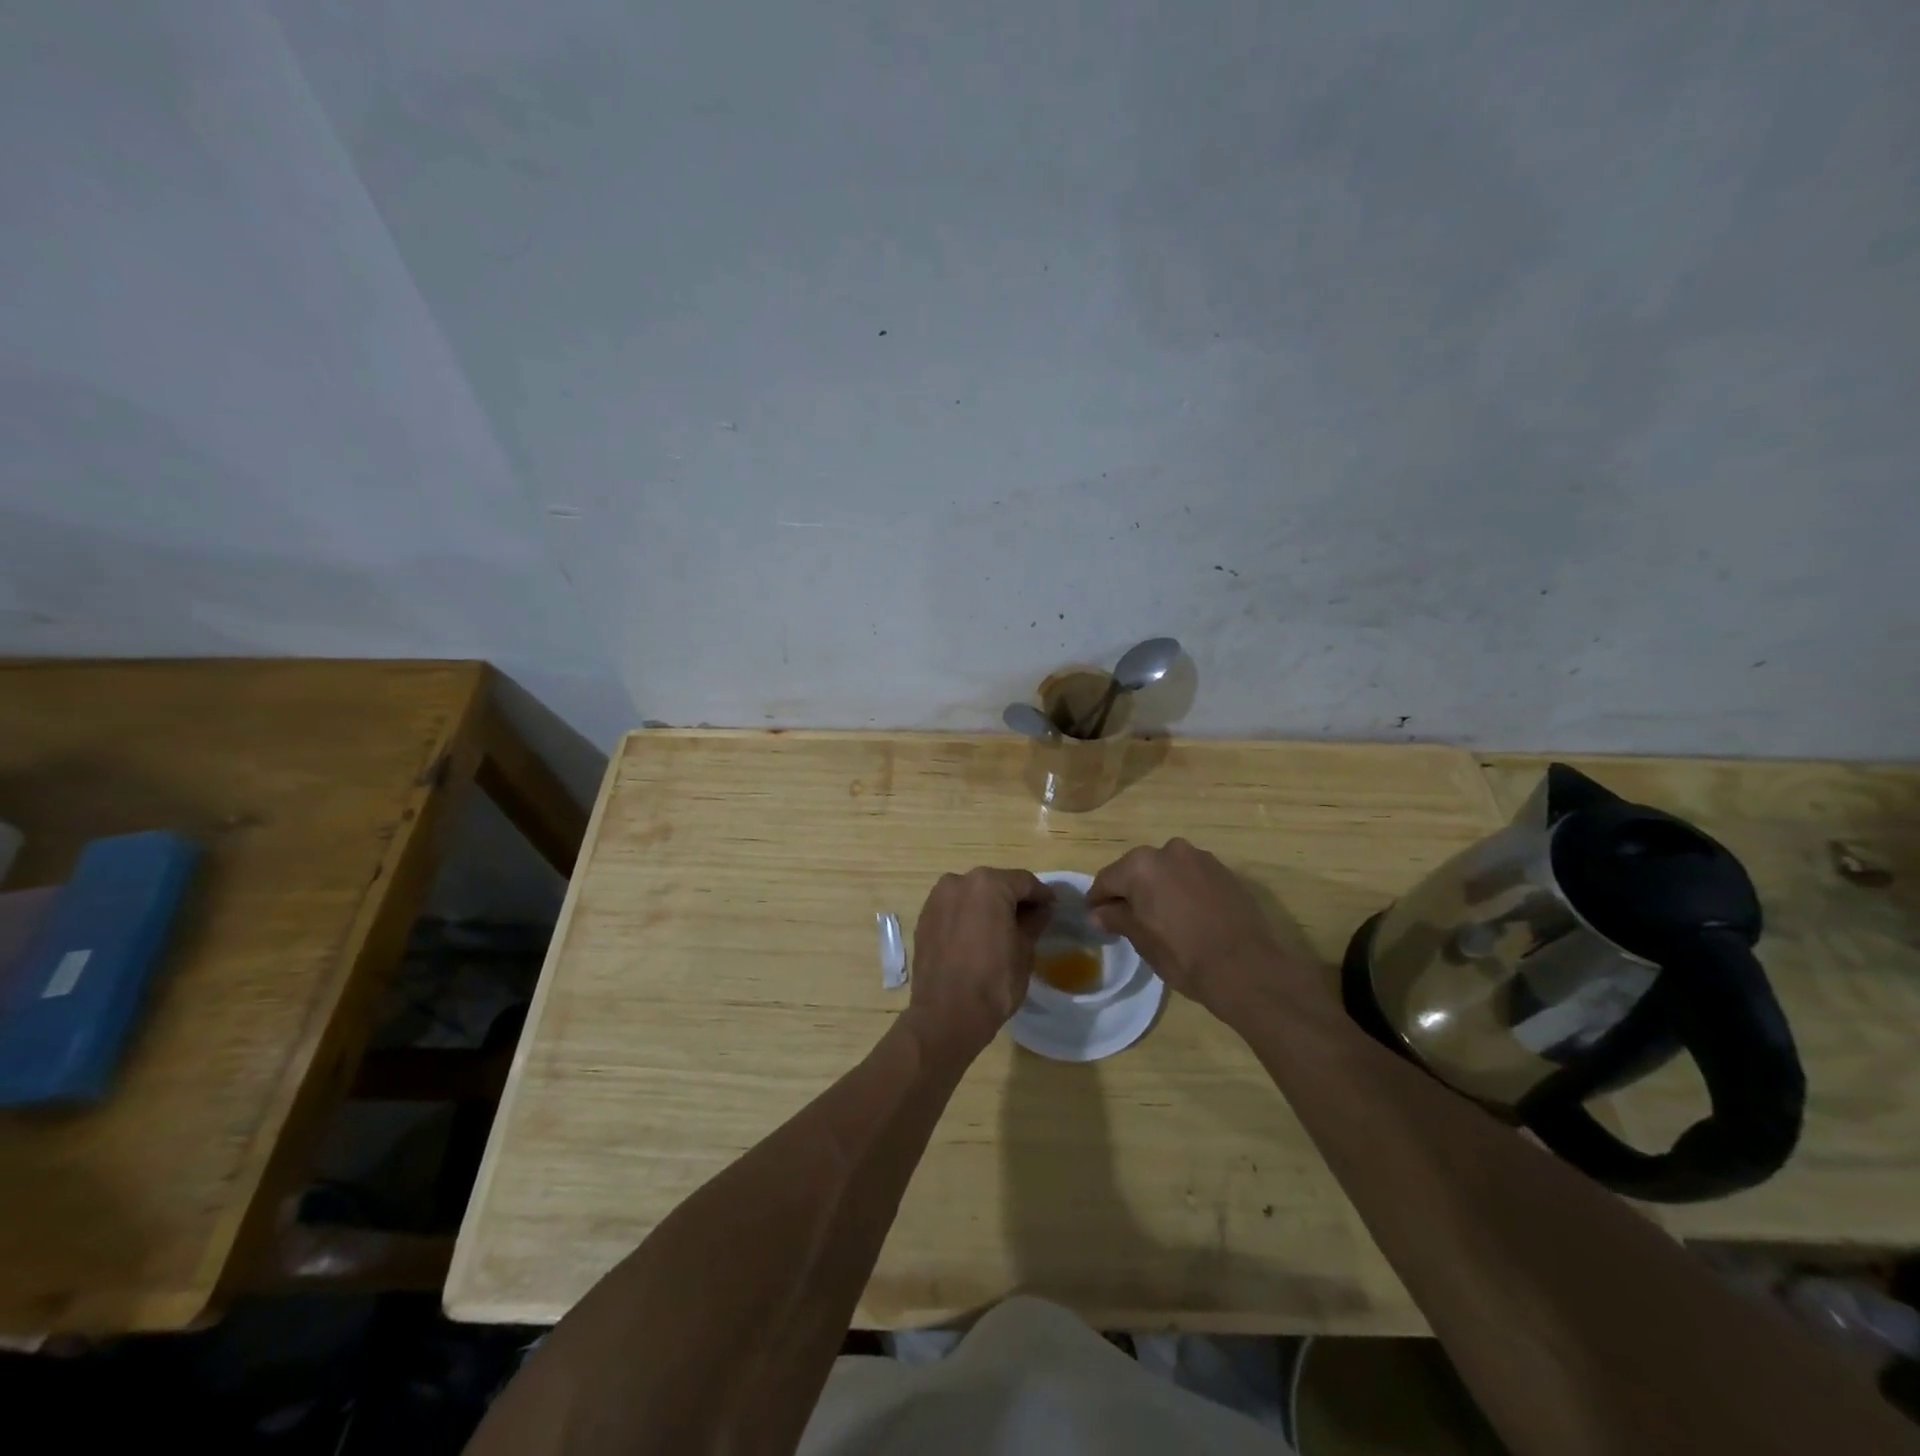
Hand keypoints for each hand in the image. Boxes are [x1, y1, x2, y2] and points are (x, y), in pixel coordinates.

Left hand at [905, 867, 1052, 1064]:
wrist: (946, 1015)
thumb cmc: (994, 981)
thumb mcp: (1024, 950)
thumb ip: (1034, 922)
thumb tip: (1041, 909)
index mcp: (988, 884)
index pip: (1024, 882)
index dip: (1042, 895)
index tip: (1053, 908)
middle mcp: (958, 881)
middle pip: (996, 884)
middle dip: (1014, 899)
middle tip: (1031, 919)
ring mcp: (937, 899)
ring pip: (972, 895)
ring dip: (988, 906)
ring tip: (1003, 929)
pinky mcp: (924, 918)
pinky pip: (954, 909)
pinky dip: (968, 916)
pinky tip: (977, 937)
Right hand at [1088, 839, 1310, 1017]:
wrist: (1246, 967)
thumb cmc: (1183, 955)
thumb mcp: (1142, 939)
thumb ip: (1116, 918)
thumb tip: (1098, 913)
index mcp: (1141, 865)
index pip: (1107, 879)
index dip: (1097, 900)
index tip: (1093, 916)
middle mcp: (1169, 851)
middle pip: (1138, 870)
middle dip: (1130, 891)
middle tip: (1126, 918)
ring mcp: (1201, 858)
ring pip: (1167, 871)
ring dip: (1159, 888)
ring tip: (1161, 917)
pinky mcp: (1225, 871)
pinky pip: (1192, 877)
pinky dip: (1184, 890)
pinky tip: (1188, 915)